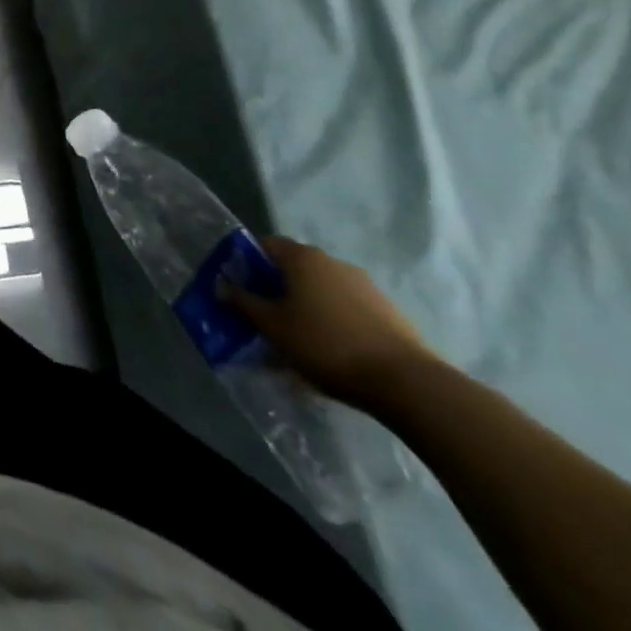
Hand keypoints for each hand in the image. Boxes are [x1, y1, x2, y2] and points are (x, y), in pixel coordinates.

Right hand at [222, 236, 437, 408]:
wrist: (409, 385)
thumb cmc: (326, 345)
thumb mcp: (272, 326)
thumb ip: (242, 302)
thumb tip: (221, 285)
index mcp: (302, 257)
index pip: (264, 245)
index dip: (247, 264)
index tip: (241, 290)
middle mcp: (332, 262)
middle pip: (294, 269)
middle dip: (277, 290)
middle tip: (267, 318)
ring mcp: (366, 286)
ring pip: (322, 291)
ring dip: (307, 307)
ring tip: (300, 341)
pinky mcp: (389, 313)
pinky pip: (348, 310)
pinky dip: (334, 322)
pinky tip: (333, 352)